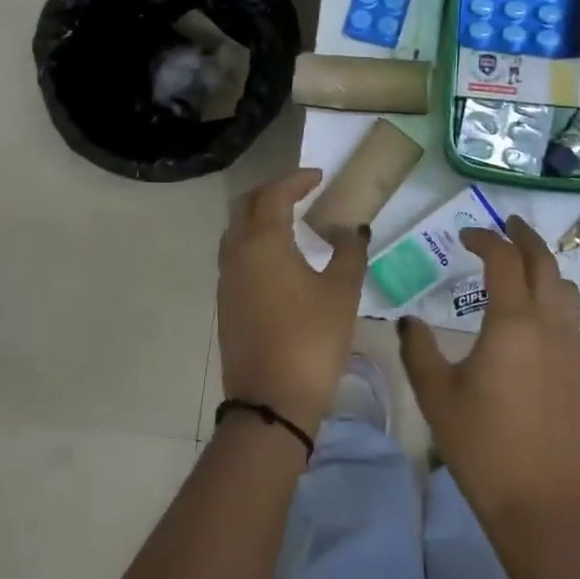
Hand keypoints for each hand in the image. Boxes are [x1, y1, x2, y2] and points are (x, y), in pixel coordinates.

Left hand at [217, 168, 368, 435]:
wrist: (271, 401)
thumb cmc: (312, 339)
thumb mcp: (342, 292)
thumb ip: (349, 252)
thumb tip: (353, 228)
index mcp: (263, 242)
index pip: (274, 194)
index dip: (297, 180)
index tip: (319, 177)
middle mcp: (237, 253)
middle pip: (246, 205)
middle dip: (272, 192)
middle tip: (301, 192)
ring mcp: (227, 280)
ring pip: (236, 230)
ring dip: (259, 217)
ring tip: (291, 220)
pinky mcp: (226, 303)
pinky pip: (235, 256)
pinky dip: (254, 242)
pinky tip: (279, 258)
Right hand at [398, 216, 579, 523]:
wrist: (538, 500)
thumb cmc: (481, 445)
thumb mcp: (436, 395)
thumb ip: (418, 350)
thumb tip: (409, 321)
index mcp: (512, 322)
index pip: (503, 259)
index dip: (484, 238)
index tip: (464, 236)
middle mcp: (548, 323)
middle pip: (543, 261)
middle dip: (524, 236)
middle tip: (506, 224)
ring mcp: (570, 345)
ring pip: (564, 286)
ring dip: (543, 264)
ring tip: (521, 262)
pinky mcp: (579, 367)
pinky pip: (570, 313)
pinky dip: (553, 293)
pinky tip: (534, 310)